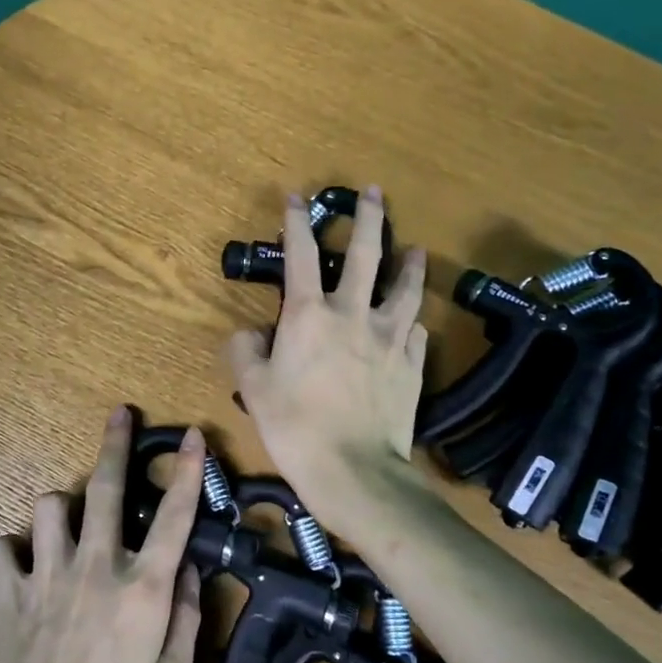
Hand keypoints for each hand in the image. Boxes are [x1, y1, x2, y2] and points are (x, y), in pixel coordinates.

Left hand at [0, 407, 204, 662]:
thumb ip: (185, 620)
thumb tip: (189, 570)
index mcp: (143, 590)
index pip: (175, 516)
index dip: (188, 471)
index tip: (193, 436)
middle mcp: (96, 569)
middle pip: (106, 489)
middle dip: (115, 444)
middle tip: (119, 414)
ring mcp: (47, 578)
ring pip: (49, 505)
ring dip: (63, 506)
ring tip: (69, 523)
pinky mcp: (9, 597)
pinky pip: (2, 547)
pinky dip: (13, 549)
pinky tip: (22, 565)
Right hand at [226, 186, 428, 527]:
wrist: (353, 470)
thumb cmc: (294, 427)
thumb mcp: (252, 389)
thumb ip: (245, 350)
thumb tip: (251, 333)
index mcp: (309, 315)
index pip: (301, 255)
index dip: (297, 222)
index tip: (297, 198)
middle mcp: (353, 314)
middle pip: (366, 254)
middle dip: (368, 218)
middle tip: (373, 193)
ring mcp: (390, 337)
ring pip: (405, 288)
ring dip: (409, 264)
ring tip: (415, 249)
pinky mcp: (413, 363)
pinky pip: (416, 332)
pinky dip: (412, 322)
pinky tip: (413, 322)